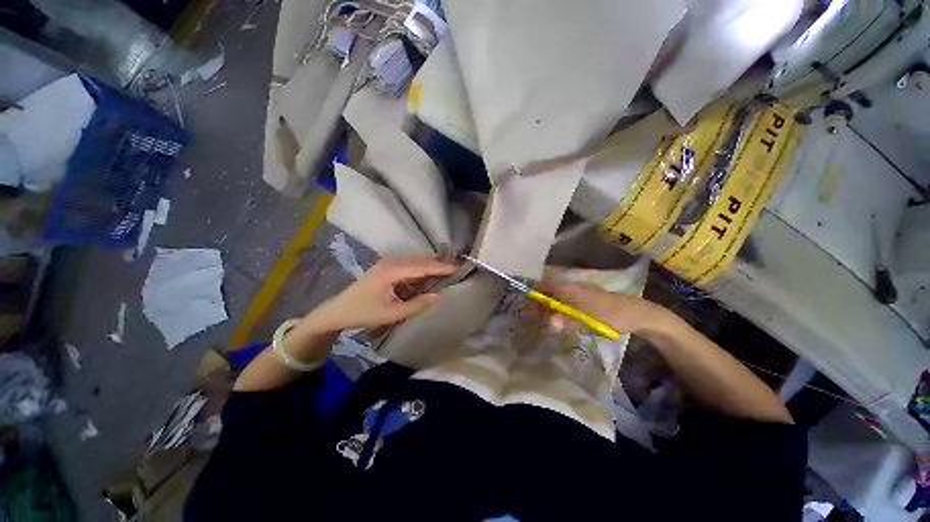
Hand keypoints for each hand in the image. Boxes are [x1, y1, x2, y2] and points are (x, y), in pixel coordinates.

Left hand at [302, 255, 456, 332]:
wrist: (337, 311)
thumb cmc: (364, 313)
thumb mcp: (392, 313)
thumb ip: (417, 305)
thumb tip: (439, 297)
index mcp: (391, 271)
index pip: (421, 266)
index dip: (440, 268)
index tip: (456, 268)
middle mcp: (390, 262)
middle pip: (419, 259)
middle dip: (437, 262)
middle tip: (455, 267)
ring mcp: (386, 262)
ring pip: (413, 259)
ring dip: (429, 263)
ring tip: (445, 268)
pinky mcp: (384, 266)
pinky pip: (407, 262)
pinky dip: (420, 266)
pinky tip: (426, 272)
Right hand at [544, 282, 672, 334]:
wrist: (637, 313)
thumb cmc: (610, 316)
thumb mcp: (588, 321)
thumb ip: (566, 321)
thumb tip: (549, 321)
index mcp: (570, 288)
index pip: (545, 285)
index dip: (534, 294)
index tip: (527, 306)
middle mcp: (572, 286)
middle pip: (549, 290)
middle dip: (539, 301)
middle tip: (532, 315)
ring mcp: (578, 290)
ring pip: (556, 294)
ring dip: (547, 304)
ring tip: (542, 317)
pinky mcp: (584, 297)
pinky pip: (564, 298)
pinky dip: (557, 305)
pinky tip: (558, 316)